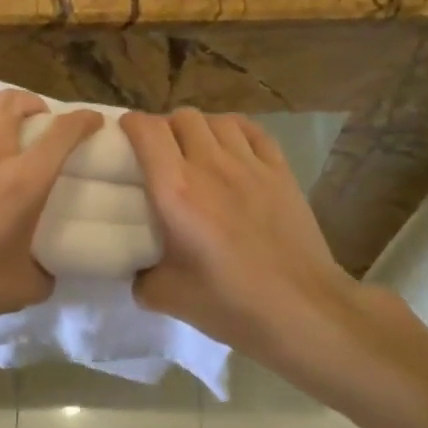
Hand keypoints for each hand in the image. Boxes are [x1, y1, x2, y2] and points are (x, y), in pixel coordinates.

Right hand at [120, 109, 367, 379]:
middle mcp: (210, 165)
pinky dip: (234, 131)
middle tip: (159, 151)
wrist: (304, 310)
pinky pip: (252, 131)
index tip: (124, 135)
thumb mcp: (168, 298)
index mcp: (176, 191)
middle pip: (182, 117)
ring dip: (199, 128)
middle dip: (164, 127)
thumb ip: (143, 277)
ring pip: (216, 120)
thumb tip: (139, 270)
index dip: (131, 124)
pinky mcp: (281, 171)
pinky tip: (231, 147)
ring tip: (195, 149)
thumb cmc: (232, 304)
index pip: (147, 131)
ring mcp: (250, 164)